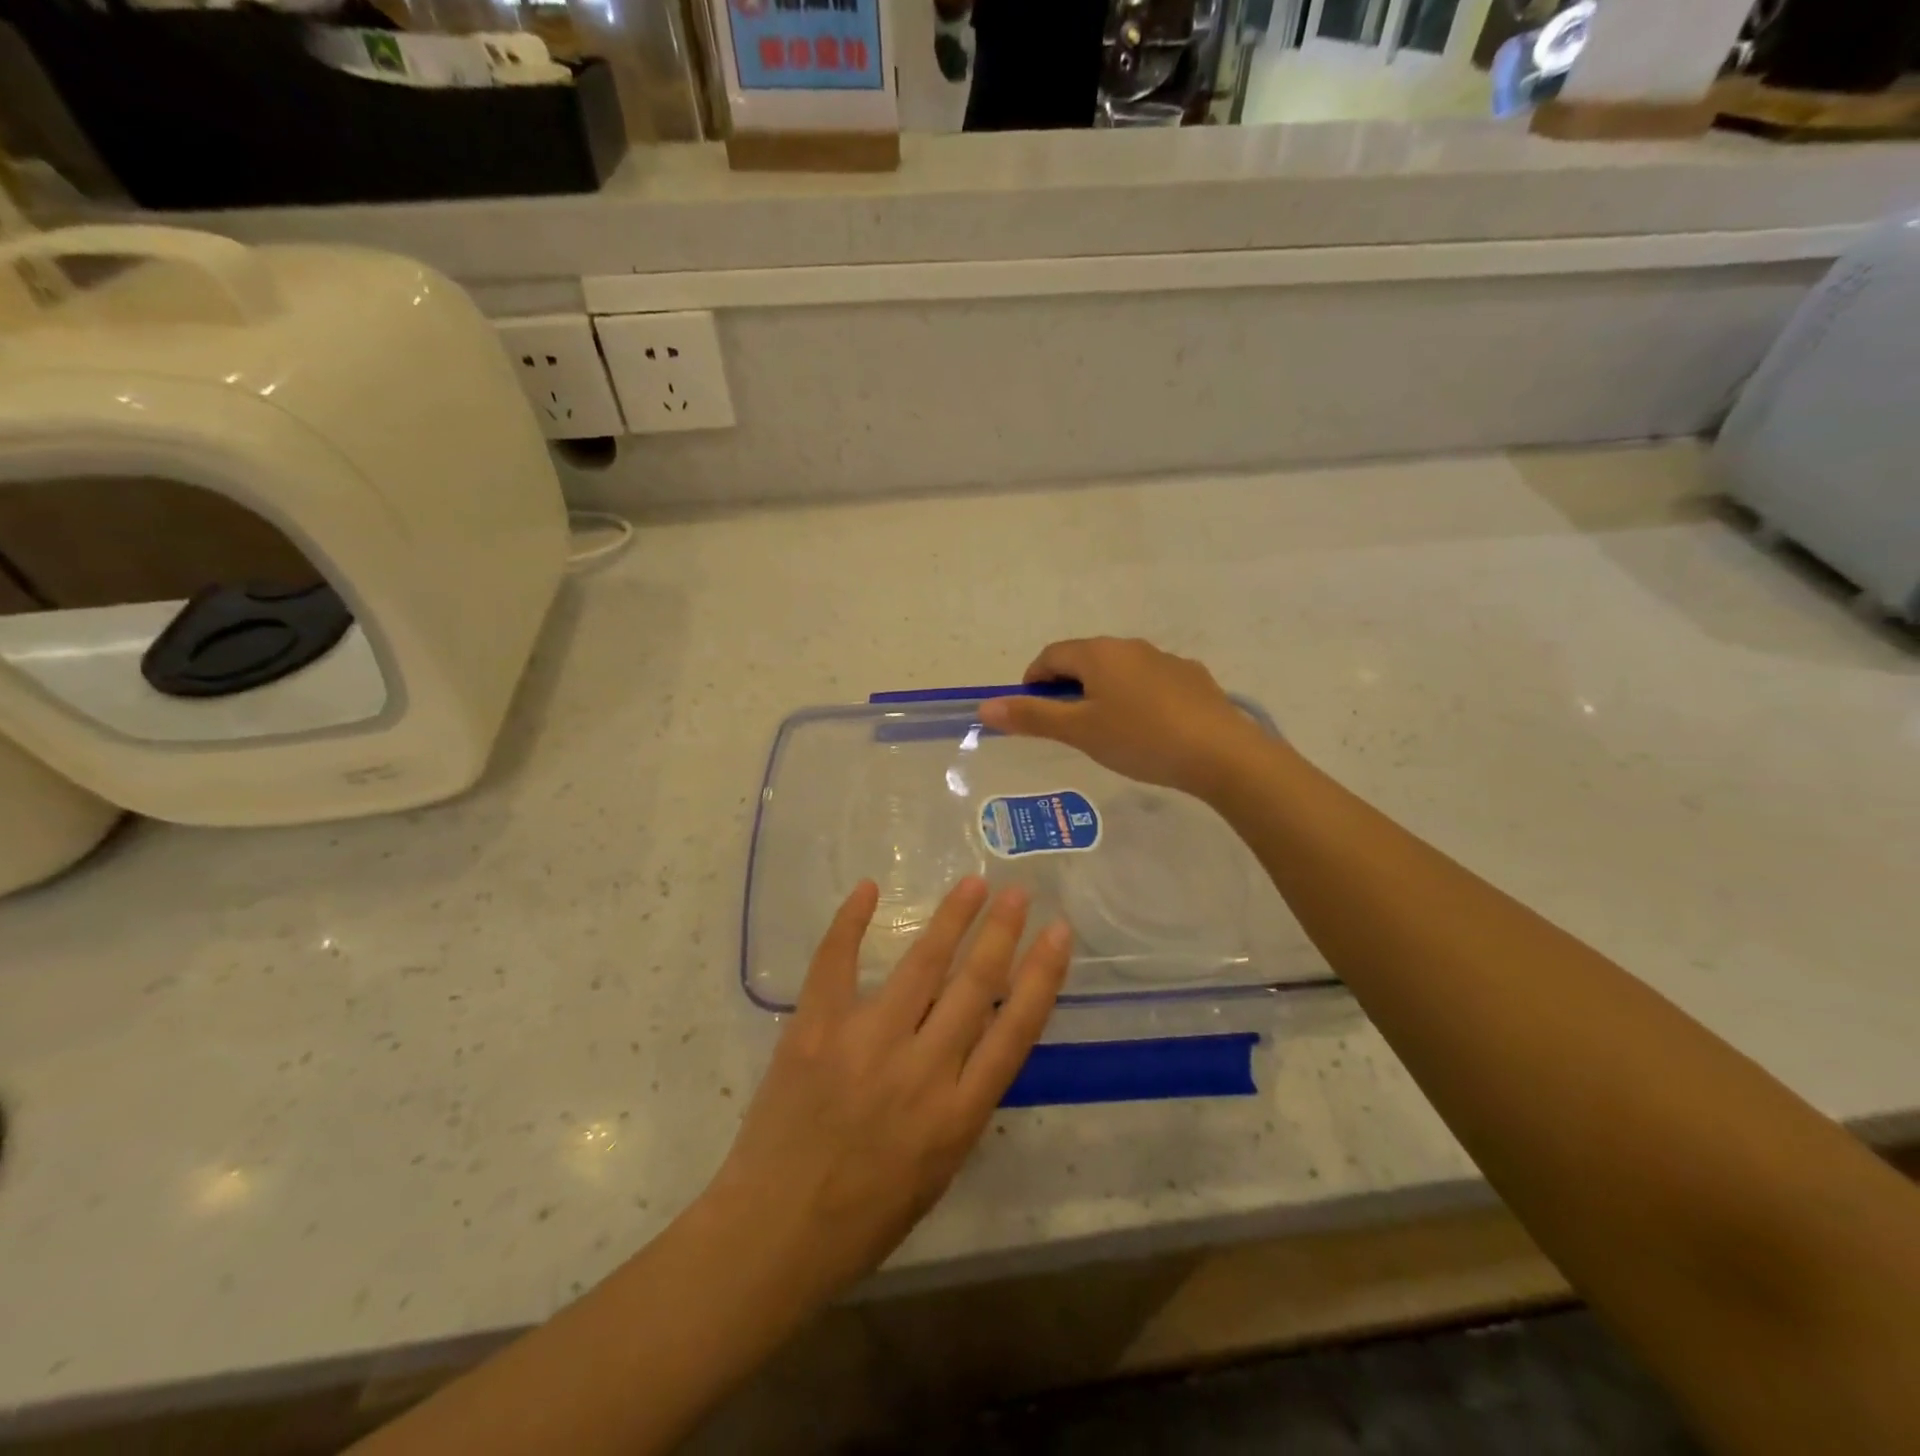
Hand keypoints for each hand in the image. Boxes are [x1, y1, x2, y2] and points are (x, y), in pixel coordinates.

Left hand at [708, 877, 1070, 1302]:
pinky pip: (836, 963)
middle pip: (976, 985)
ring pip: (921, 965)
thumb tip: (974, 1038)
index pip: (1017, 1029)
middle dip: (1001, 932)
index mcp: (958, 1113)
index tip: (1058, 932)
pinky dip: (850, 922)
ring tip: (973, 883)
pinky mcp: (815, 1030)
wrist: (774, 1236)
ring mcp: (866, 1043)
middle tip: (1018, 891)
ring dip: (951, 918)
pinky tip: (868, 889)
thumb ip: (962, 1101)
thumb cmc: (865, 1216)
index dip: (1042, 974)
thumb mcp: (939, 1168)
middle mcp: (922, 1070)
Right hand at [978, 637, 1268, 800]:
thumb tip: (986, 706)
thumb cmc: (1139, 739)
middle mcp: (1131, 646)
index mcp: (1098, 653)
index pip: (1051, 655)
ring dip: (1103, 691)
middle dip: (1068, 686)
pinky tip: (1147, 729)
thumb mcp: (1079, 731)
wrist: (1220, 752)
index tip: (1031, 711)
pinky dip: (1136, 698)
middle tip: (1066, 725)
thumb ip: (1032, 717)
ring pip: (1120, 670)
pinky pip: (1150, 682)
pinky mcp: (1192, 678)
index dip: (1034, 680)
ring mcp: (1165, 660)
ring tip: (1107, 730)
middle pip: (1086, 659)